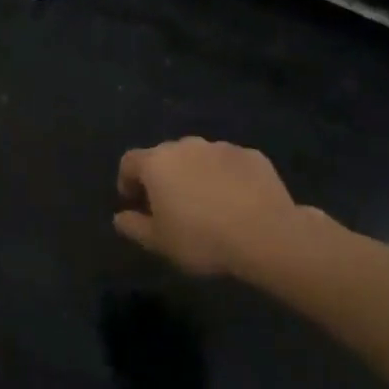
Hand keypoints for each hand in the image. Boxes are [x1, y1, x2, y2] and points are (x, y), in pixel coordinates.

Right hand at [114, 138, 328, 280]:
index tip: (134, 203)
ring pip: (198, 158)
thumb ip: (133, 226)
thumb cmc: (202, 238)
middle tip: (169, 205)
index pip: (129, 162)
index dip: (127, 181)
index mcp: (157, 163)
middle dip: (162, 177)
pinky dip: (226, 177)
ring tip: (206, 204)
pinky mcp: (252, 156)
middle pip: (164, 156)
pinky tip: (236, 202)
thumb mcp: (158, 242)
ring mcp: (222, 148)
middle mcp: (186, 146)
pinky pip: (229, 164)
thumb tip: (120, 217)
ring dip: (195, 174)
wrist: (268, 236)